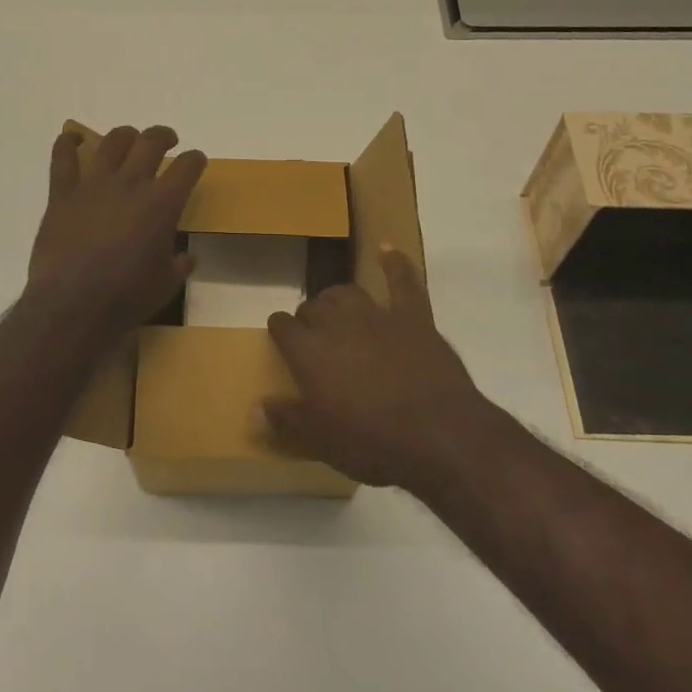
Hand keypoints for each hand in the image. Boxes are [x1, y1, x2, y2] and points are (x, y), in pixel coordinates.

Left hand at [26, 125, 206, 338]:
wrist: (74, 305)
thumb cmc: (127, 297)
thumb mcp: (166, 284)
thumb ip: (179, 265)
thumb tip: (186, 258)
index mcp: (162, 204)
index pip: (187, 166)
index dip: (195, 159)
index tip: (195, 161)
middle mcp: (130, 184)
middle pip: (151, 141)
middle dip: (163, 136)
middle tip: (166, 141)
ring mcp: (94, 184)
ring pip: (113, 142)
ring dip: (125, 135)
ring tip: (129, 140)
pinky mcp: (62, 193)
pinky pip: (63, 158)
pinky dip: (68, 143)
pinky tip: (73, 139)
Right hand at [264, 249, 495, 493]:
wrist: (437, 434)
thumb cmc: (371, 442)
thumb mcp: (320, 442)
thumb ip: (286, 420)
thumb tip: (254, 409)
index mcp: (308, 351)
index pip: (281, 325)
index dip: (280, 331)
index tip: (281, 340)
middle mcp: (337, 323)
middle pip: (313, 306)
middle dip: (309, 317)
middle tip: (314, 338)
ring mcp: (377, 315)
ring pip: (347, 292)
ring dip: (338, 298)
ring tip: (337, 309)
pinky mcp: (413, 317)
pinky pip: (403, 282)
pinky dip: (395, 264)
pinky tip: (387, 249)